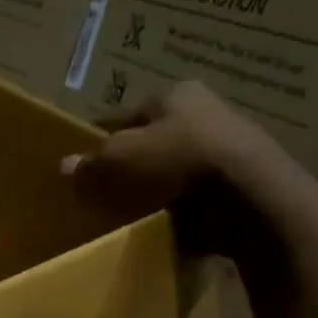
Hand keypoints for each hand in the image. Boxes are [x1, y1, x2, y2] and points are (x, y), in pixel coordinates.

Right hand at [63, 80, 306, 256]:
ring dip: (160, 189)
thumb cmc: (179, 160)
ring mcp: (229, 147)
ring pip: (178, 169)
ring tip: (136, 215)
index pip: (129, 115)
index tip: (91, 168)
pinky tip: (169, 225)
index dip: (106, 141)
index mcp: (176, 93)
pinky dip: (185, 208)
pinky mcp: (243, 181)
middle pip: (155, 142)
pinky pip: (200, 194)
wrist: (251, 196)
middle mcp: (206, 111)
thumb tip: (65, 166)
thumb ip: (92, 162)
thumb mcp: (121, 158)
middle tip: (110, 195)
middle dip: (134, 166)